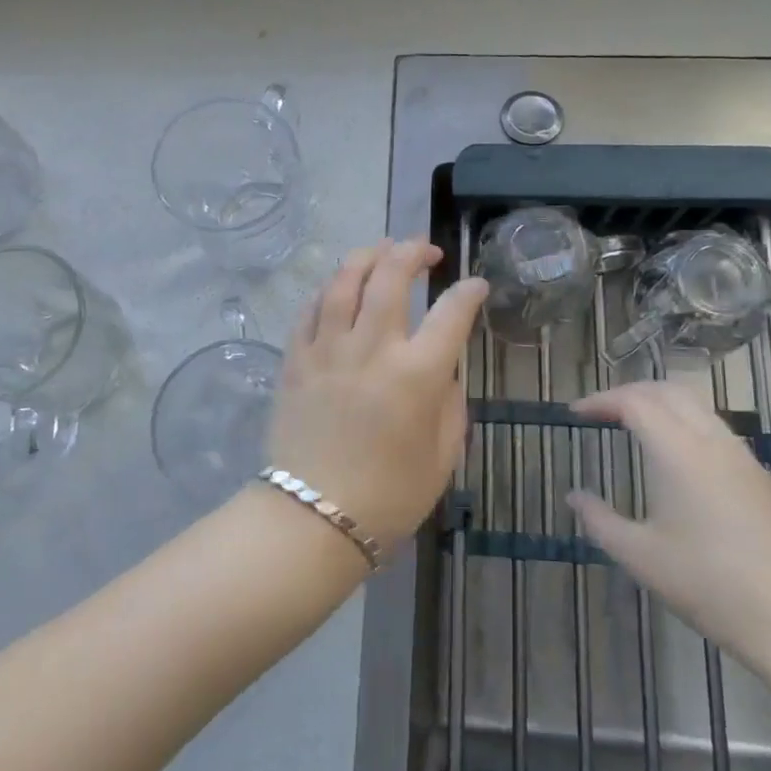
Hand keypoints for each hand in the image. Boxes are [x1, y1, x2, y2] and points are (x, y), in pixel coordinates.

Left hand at [267, 239, 488, 546]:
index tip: (475, 285)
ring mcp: (327, 350)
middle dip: (411, 252)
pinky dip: (327, 290)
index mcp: (416, 375)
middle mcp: (371, 349)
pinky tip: (338, 288)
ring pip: (343, 281)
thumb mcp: (442, 456)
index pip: (451, 313)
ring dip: (365, 256)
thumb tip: (443, 368)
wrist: (313, 519)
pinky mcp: (295, 360)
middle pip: (390, 276)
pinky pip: (309, 310)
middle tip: (423, 250)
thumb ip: (450, 403)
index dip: (469, 291)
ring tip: (380, 250)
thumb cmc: (389, 496)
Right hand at [568, 382, 770, 671]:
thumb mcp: (641, 557)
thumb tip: (574, 497)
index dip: (601, 400)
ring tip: (634, 425)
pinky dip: (684, 421)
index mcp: (678, 452)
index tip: (576, 413)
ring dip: (660, 403)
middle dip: (630, 392)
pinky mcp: (759, 475)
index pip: (634, 402)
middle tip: (602, 411)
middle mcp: (711, 441)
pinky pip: (715, 427)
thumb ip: (600, 521)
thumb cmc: (710, 585)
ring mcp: (741, 456)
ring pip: (696, 404)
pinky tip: (675, 455)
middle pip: (667, 390)